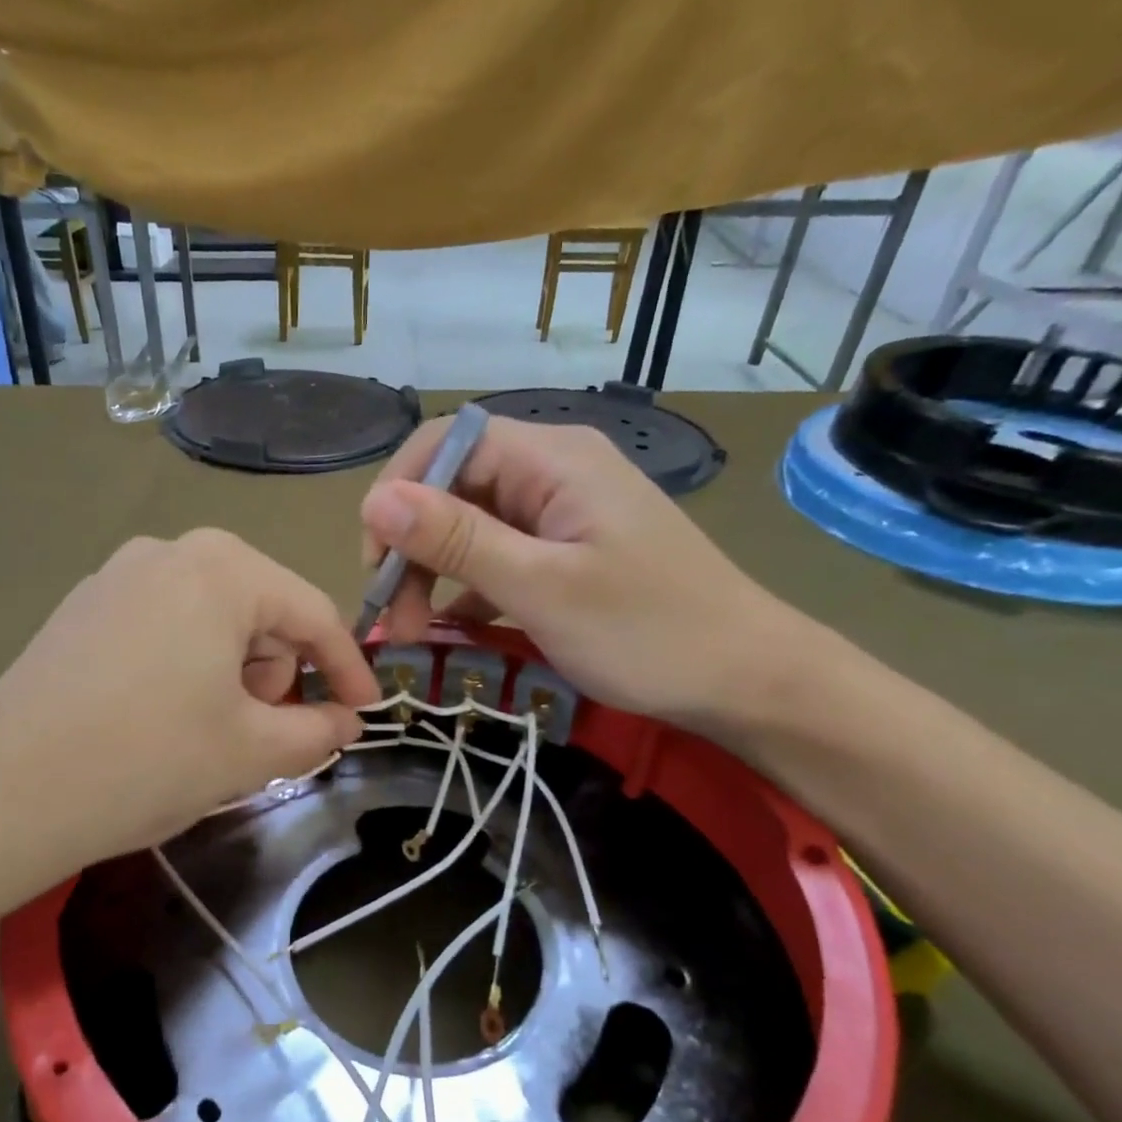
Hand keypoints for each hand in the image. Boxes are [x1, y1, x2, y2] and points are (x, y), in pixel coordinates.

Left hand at [0, 530, 378, 914]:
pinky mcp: (80, 610)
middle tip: (265, 737)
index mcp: (221, 568)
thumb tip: (346, 721)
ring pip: (212, 621)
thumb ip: (318, 730)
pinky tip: (162, 720)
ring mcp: (115, 576)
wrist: (0, 798)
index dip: (349, 669)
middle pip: (260, 612)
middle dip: (278, 675)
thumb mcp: (252, 751)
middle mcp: (168, 551)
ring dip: (234, 676)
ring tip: (210, 735)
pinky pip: (164, 629)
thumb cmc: (148, 762)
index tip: (367, 714)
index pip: (313, 613)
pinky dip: (188, 669)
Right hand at [359, 414, 813, 730]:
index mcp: (552, 460)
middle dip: (414, 548)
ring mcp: (563, 515)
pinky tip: (453, 629)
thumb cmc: (648, 631)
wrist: (746, 678)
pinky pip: (500, 558)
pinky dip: (469, 590)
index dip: (398, 494)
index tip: (375, 564)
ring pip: (472, 527)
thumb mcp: (541, 588)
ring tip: (417, 634)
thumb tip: (375, 502)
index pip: (446, 443)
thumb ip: (458, 541)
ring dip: (435, 575)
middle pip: (455, 488)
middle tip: (396, 620)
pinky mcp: (569, 554)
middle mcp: (554, 473)